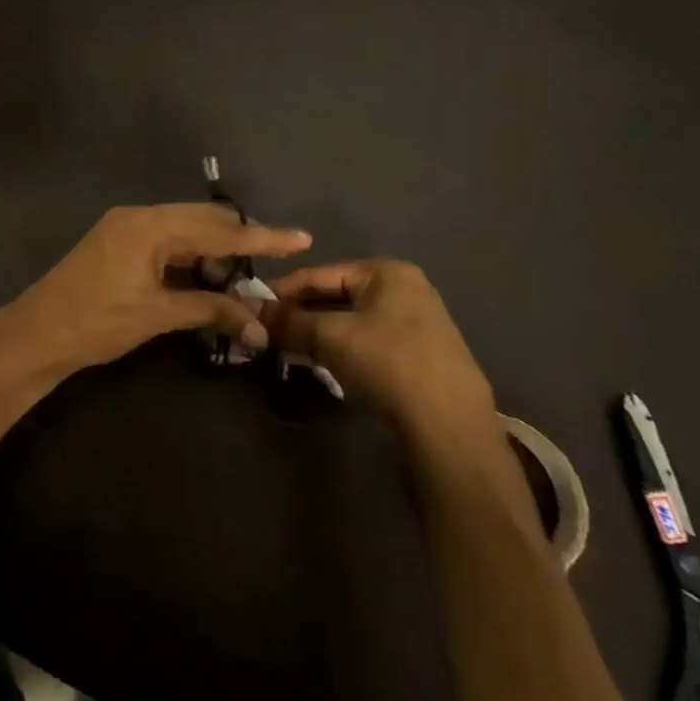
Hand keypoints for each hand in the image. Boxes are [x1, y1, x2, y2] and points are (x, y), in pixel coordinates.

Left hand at [0, 204, 311, 384]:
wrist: (36, 332)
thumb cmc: (96, 323)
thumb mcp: (157, 316)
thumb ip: (210, 311)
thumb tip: (259, 325)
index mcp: (149, 226)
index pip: (217, 230)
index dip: (261, 237)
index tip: (301, 238)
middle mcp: (138, 216)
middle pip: (201, 220)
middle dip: (238, 241)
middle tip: (272, 263)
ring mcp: (123, 227)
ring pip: (183, 229)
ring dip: (212, 250)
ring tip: (239, 280)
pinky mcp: (116, 242)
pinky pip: (163, 240)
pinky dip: (188, 256)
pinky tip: (204, 277)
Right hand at [263, 259, 495, 449]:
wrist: (448, 428)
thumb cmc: (387, 364)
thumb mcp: (329, 336)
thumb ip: (288, 320)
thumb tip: (250, 310)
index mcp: (388, 272)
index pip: (320, 273)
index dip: (282, 290)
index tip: (252, 305)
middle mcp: (405, 289)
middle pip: (335, 295)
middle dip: (299, 313)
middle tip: (266, 330)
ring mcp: (415, 322)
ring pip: (348, 320)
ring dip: (315, 332)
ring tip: (285, 347)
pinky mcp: (417, 353)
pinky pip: (365, 340)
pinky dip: (338, 347)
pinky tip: (316, 361)